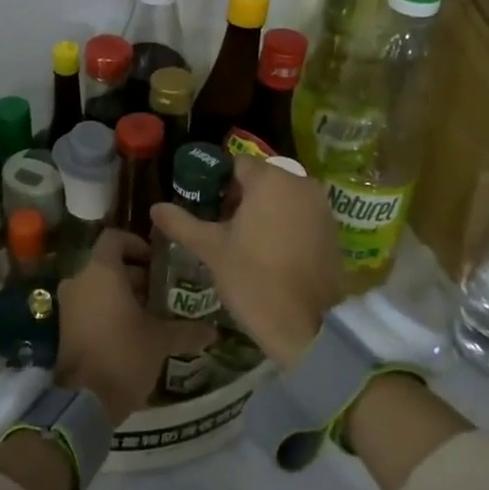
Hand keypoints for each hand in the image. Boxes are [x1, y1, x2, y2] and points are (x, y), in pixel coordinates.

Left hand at [55, 230, 212, 425]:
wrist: (83, 400)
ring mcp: (69, 303)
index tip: (157, 261)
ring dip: (123, 294)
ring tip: (153, 313)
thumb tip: (213, 331)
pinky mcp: (65, 326)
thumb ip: (186, 331)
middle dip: (136, 274)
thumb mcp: (161, 341)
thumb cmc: (124, 355)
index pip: (115, 238)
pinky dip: (109, 310)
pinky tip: (134, 330)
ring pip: (99, 286)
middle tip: (164, 291)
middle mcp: (80, 280)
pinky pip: (89, 305)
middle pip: (108, 264)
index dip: (137, 243)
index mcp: (101, 271)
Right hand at [151, 156, 341, 368]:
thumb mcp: (210, 249)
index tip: (204, 209)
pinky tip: (268, 252)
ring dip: (261, 211)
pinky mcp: (332, 230)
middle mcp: (301, 183)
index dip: (216, 183)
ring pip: (281, 198)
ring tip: (241, 242)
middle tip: (219, 228)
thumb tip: (156, 207)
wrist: (307, 325)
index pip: (236, 164)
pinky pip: (299, 215)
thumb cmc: (253, 278)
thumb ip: (181, 223)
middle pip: (261, 179)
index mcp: (270, 179)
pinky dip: (283, 225)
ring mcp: (321, 207)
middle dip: (239, 198)